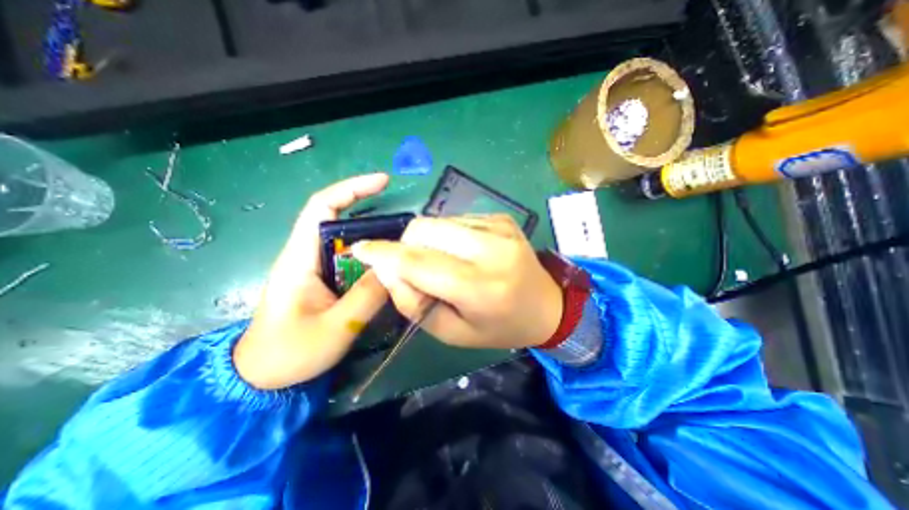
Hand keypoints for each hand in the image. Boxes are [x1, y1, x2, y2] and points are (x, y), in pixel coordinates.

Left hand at [231, 174, 388, 387]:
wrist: (262, 377)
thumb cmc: (289, 353)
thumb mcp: (334, 327)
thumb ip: (367, 296)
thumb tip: (395, 267)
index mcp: (300, 257)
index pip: (322, 206)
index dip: (352, 189)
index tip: (383, 182)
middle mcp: (307, 254)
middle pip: (340, 219)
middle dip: (373, 214)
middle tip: (406, 225)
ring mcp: (316, 267)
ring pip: (350, 242)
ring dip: (375, 239)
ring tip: (403, 246)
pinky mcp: (324, 280)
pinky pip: (352, 260)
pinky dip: (371, 258)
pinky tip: (388, 268)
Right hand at [350, 215, 566, 349]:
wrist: (548, 305)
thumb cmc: (500, 327)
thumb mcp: (453, 332)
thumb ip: (415, 304)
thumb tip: (387, 270)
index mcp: (480, 287)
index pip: (419, 262)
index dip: (384, 254)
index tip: (361, 250)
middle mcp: (491, 249)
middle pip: (425, 230)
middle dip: (406, 245)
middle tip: (413, 267)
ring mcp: (499, 227)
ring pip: (437, 221)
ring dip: (428, 241)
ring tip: (444, 262)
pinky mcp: (501, 217)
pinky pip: (456, 219)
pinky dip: (447, 235)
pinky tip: (463, 252)